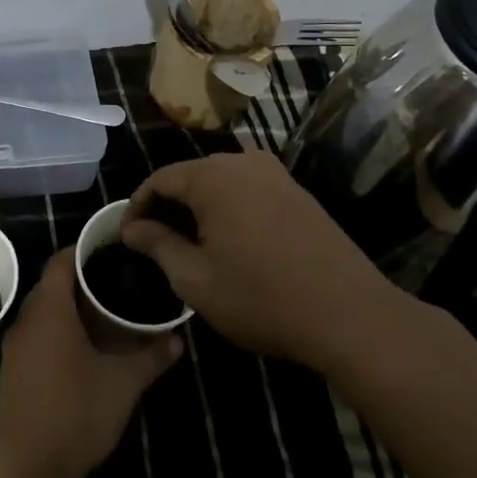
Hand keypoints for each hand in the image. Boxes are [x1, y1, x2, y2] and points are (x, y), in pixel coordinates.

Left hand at [0, 250, 179, 477]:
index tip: (112, 251)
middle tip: (117, 283)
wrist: (21, 468)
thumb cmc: (74, 414)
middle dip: (81, 280)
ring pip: (43, 311)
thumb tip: (177, 338)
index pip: (61, 261)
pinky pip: (37, 334)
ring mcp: (15, 346)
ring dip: (70, 308)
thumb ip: (150, 358)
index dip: (84, 251)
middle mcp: (26, 319)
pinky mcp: (12, 370)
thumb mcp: (121, 385)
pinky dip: (58, 330)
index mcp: (49, 309)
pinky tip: (83, 348)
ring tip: (106, 313)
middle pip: (52, 284)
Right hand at [121, 151, 404, 365]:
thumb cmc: (261, 297)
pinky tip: (231, 241)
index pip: (160, 179)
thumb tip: (132, 229)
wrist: (350, 315)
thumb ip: (158, 246)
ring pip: (222, 182)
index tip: (127, 236)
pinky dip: (230, 208)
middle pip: (191, 175)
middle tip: (155, 242)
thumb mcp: (195, 279)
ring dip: (200, 207)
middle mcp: (243, 163)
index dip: (137, 206)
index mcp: (212, 177)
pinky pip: (250, 190)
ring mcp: (276, 175)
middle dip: (168, 205)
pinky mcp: (298, 194)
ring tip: (190, 243)